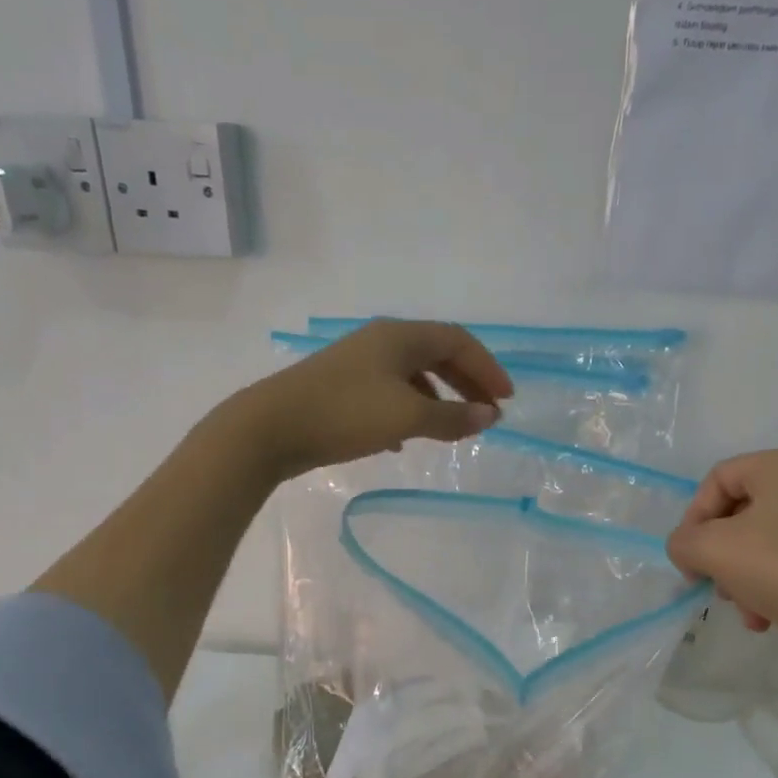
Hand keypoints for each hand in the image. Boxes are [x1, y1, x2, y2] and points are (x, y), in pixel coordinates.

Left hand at [232, 318, 513, 480]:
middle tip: (487, 412)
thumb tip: (490, 416)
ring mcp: (359, 364)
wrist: (271, 427)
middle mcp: (382, 342)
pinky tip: (407, 439)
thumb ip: (453, 418)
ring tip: (453, 428)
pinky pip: (389, 393)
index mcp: (401, 337)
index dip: (487, 368)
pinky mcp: (342, 387)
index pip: (458, 342)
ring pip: (413, 375)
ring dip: (439, 399)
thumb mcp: (407, 417)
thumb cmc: (346, 414)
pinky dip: (410, 411)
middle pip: (437, 354)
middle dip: (466, 382)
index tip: (506, 400)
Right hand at [666, 447, 777, 677]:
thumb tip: (689, 548)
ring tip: (745, 610)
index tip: (689, 561)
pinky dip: (773, 584)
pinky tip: (767, 616)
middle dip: (720, 554)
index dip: (693, 519)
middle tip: (715, 586)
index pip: (717, 479)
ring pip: (766, 540)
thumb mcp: (712, 550)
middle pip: (742, 511)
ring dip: (743, 576)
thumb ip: (682, 542)